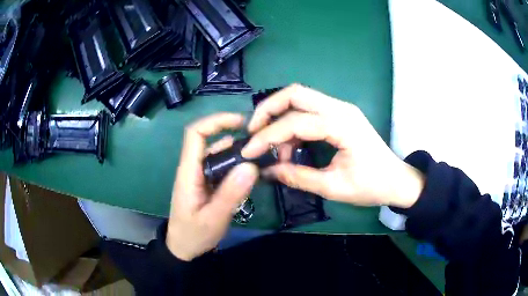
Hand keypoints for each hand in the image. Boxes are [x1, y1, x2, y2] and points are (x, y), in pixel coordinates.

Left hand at [167, 113, 258, 260]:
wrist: (184, 248)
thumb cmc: (194, 234)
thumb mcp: (213, 218)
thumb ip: (231, 194)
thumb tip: (251, 166)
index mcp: (189, 171)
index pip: (196, 134)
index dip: (216, 121)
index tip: (241, 122)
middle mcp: (194, 168)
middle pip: (212, 141)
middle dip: (236, 138)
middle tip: (262, 145)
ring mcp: (201, 176)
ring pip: (220, 155)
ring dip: (239, 154)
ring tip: (262, 160)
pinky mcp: (208, 184)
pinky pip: (223, 168)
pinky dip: (237, 167)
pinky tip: (252, 175)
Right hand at [242, 84, 423, 207]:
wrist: (397, 180)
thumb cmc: (372, 186)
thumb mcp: (334, 187)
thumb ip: (299, 177)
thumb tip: (268, 172)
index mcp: (342, 125)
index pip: (295, 122)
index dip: (267, 136)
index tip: (248, 151)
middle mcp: (340, 108)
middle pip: (294, 93)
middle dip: (268, 109)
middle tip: (254, 132)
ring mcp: (341, 108)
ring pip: (300, 97)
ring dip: (280, 116)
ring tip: (275, 148)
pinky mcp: (340, 114)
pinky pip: (309, 109)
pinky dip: (293, 122)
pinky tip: (291, 145)